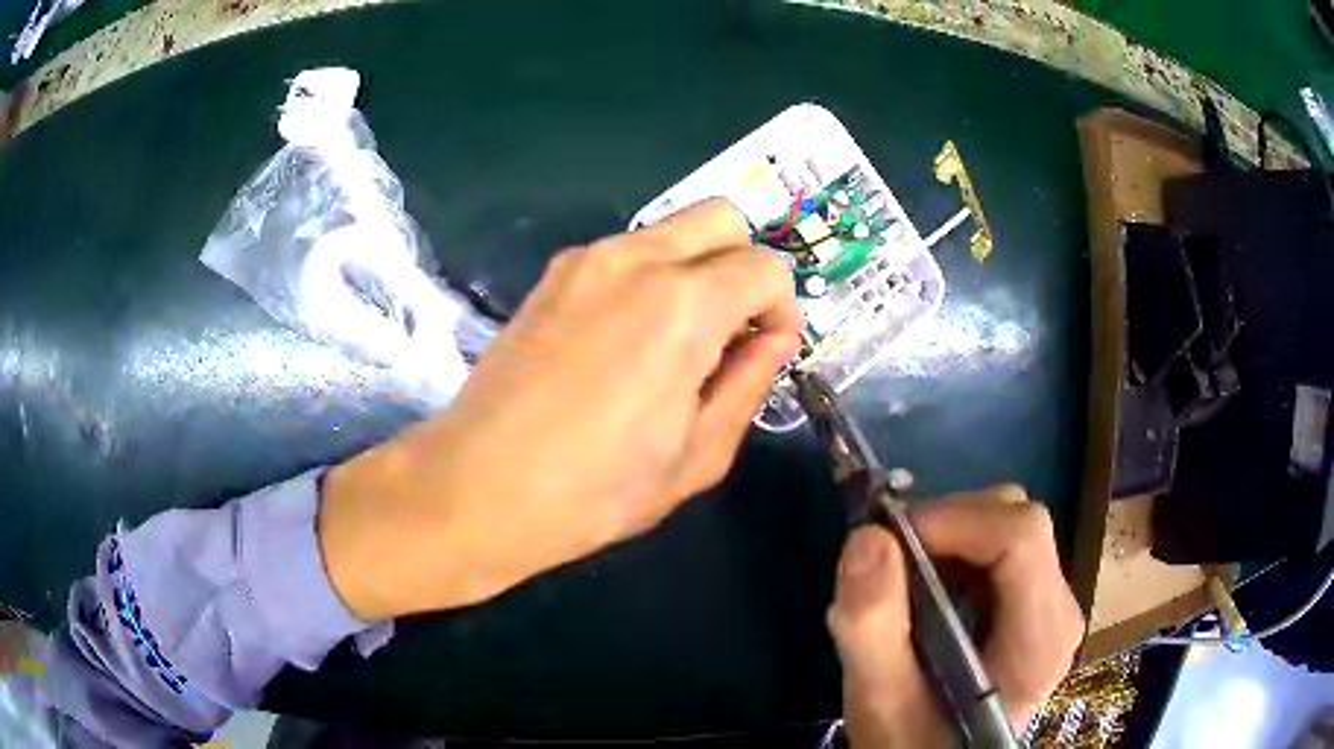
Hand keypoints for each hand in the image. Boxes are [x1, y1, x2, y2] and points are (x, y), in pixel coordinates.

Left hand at [319, 200, 801, 618]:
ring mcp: (586, 260)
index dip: (780, 310)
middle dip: (743, 266)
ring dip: (695, 270)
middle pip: (721, 218)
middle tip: (730, 332)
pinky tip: (626, 341)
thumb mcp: (697, 455)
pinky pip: (624, 252)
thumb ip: (749, 382)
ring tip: (676, 343)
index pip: (765, 268)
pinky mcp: (552, 275)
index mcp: (682, 304)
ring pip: (670, 230)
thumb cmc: (595, 490)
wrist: (477, 487)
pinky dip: (649, 276)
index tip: (764, 353)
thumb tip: (775, 337)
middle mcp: (635, 259)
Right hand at [827, 486, 1084, 746]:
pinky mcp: (1034, 603)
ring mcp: (1051, 604)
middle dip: (949, 525)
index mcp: (1041, 638)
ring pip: (1010, 525)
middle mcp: (1060, 610)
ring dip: (951, 534)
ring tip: (904, 575)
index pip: (1022, 537)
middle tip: (890, 558)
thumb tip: (869, 537)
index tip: (891, 538)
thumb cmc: (911, 742)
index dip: (956, 520)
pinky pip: (1002, 545)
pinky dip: (957, 548)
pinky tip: (927, 585)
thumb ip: (872, 628)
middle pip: (1019, 523)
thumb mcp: (879, 700)